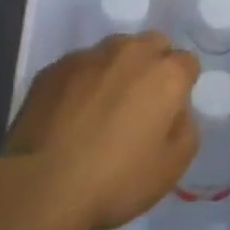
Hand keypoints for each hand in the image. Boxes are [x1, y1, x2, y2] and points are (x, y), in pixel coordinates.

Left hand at [5, 33, 199, 229]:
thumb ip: (185, 127)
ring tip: (103, 105)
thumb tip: (175, 110)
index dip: (182, 85)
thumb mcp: (172, 166)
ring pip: (114, 50)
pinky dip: (84, 81)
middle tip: (141, 103)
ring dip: (118, 69)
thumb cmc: (117, 180)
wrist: (42, 185)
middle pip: (152, 44)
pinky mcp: (54, 68)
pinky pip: (80, 65)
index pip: (187, 62)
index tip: (170, 110)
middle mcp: (130, 53)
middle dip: (153, 65)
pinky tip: (72, 112)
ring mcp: (88, 56)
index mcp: (165, 74)